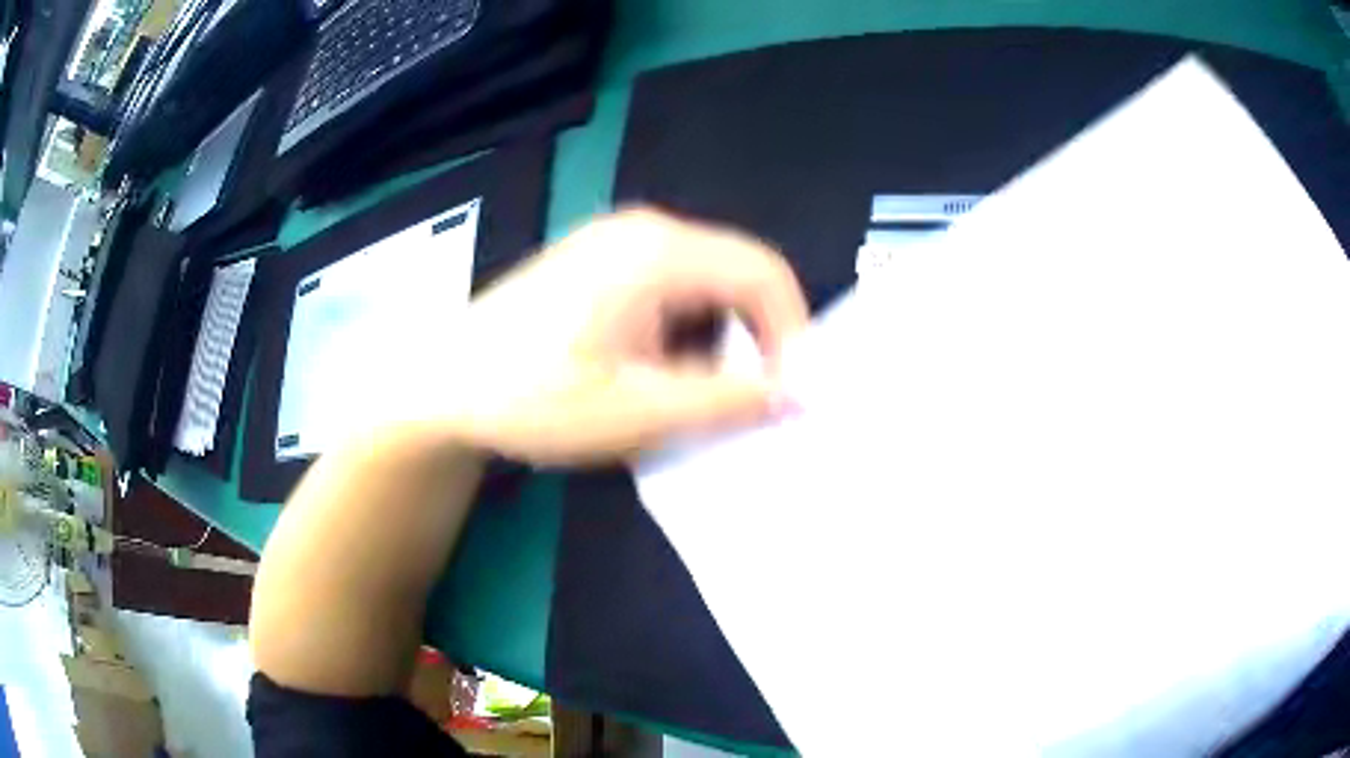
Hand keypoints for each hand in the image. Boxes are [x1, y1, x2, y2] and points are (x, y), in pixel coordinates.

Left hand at [437, 208, 809, 463]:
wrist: (446, 385)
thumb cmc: (533, 396)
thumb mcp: (638, 412)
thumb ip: (728, 403)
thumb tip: (799, 396)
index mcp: (658, 252)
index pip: (765, 273)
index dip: (793, 334)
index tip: (787, 395)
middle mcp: (645, 230)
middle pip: (737, 275)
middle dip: (752, 341)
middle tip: (738, 403)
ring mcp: (618, 242)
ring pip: (706, 286)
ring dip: (714, 342)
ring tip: (681, 394)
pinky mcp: (601, 262)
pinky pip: (672, 290)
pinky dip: (682, 334)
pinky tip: (648, 372)